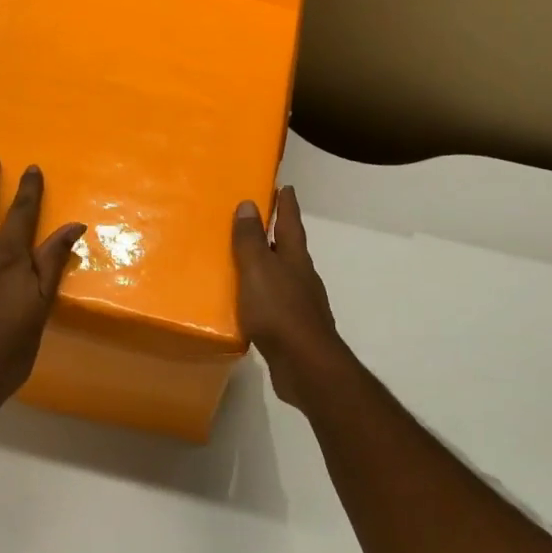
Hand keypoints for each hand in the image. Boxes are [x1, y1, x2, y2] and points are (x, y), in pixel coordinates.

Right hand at [232, 186, 350, 406]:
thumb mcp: (258, 270)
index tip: (286, 186)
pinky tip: (249, 304)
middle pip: (289, 249)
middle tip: (259, 221)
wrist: (305, 366)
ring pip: (282, 277)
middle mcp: (302, 278)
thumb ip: (251, 240)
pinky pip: (275, 304)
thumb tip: (248, 204)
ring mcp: (301, 305)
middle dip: (277, 234)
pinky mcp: (293, 330)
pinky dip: (263, 297)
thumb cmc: (280, 312)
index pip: (290, 224)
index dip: (287, 205)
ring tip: (246, 262)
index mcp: (295, 259)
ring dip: (268, 267)